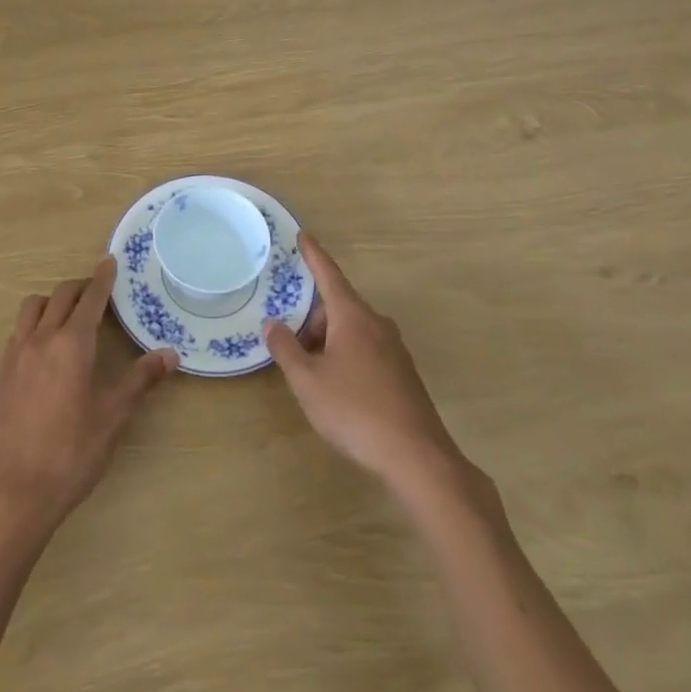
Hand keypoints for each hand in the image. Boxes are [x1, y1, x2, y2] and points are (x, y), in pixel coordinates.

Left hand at [0, 257, 177, 534]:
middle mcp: (41, 339)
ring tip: (69, 315)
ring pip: (32, 308)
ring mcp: (15, 355)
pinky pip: (18, 331)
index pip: (90, 299)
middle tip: (97, 291)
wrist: (15, 491)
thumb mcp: (113, 417)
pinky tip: (45, 348)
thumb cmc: (72, 453)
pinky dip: (35, 324)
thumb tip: (170, 354)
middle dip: (80, 287)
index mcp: (72, 344)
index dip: (101, 278)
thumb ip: (140, 380)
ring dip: (52, 301)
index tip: (108, 261)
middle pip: (59, 296)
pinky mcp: (0, 374)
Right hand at [265, 235, 500, 517]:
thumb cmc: (355, 411)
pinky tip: (336, 386)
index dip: (314, 255)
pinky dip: (345, 354)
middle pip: (338, 305)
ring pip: (352, 329)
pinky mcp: (402, 373)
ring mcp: (394, 349)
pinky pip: (366, 348)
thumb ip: (286, 349)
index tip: (303, 234)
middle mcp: (377, 324)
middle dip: (312, 317)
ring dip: (327, 339)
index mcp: (353, 317)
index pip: (329, 274)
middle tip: (289, 342)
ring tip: (309, 369)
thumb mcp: (308, 381)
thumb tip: (273, 324)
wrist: (417, 457)